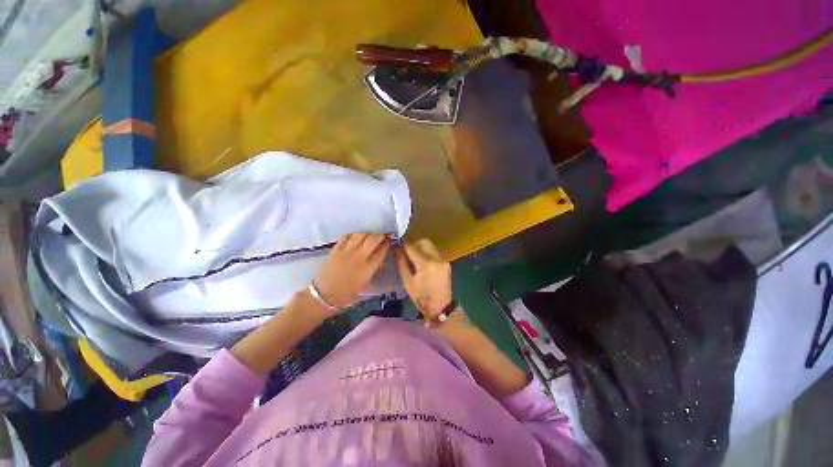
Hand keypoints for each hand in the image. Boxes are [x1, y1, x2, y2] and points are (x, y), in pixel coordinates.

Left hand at [313, 233, 390, 310]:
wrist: (325, 294)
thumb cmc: (347, 293)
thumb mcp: (365, 282)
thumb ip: (373, 268)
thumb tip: (379, 259)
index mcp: (368, 268)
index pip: (381, 251)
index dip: (387, 244)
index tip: (389, 241)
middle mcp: (359, 257)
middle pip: (373, 239)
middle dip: (380, 235)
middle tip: (382, 235)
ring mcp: (347, 251)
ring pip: (360, 235)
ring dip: (368, 233)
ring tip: (370, 234)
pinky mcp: (336, 249)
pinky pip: (347, 236)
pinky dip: (354, 234)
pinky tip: (356, 236)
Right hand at [394, 239, 452, 317]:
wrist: (440, 306)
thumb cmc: (421, 297)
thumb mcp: (407, 281)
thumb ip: (402, 263)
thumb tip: (396, 249)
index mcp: (425, 263)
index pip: (412, 247)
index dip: (403, 244)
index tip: (397, 243)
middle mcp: (436, 258)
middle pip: (423, 242)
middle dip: (414, 244)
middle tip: (406, 252)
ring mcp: (443, 259)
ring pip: (430, 245)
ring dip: (421, 248)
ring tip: (414, 258)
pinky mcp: (446, 262)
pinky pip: (434, 252)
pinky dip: (427, 253)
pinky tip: (422, 262)